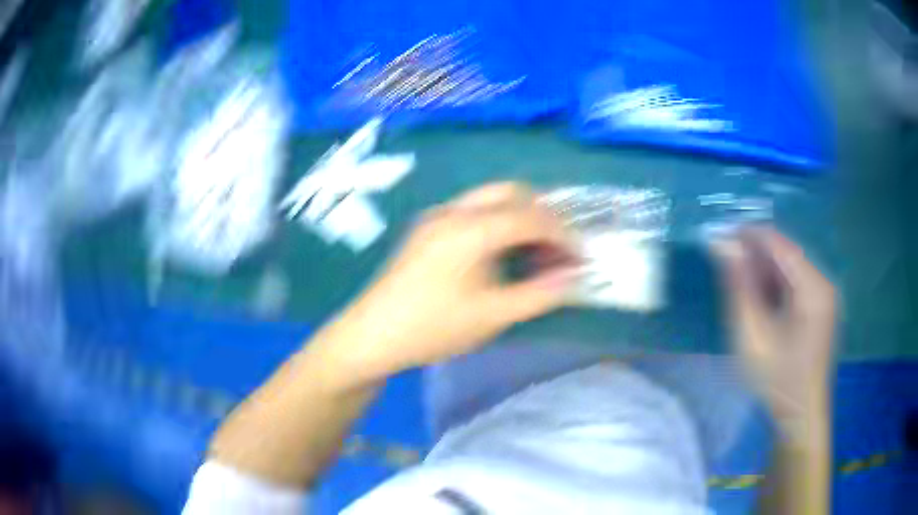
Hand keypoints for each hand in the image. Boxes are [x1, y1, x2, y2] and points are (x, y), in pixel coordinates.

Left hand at [317, 183, 576, 384]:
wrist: (371, 335)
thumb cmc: (433, 328)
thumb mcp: (493, 316)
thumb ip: (539, 294)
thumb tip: (575, 276)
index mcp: (472, 228)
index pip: (531, 217)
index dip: (562, 234)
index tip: (580, 257)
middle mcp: (454, 211)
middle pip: (511, 193)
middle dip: (542, 215)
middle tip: (557, 248)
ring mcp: (436, 217)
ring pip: (490, 199)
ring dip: (518, 217)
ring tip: (532, 252)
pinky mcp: (426, 229)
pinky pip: (472, 211)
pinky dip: (496, 222)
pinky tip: (498, 253)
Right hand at [713, 228, 835, 431]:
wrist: (800, 415)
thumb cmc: (776, 380)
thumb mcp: (752, 335)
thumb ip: (739, 287)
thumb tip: (723, 244)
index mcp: (813, 287)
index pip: (780, 244)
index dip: (750, 235)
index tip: (721, 235)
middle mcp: (823, 283)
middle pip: (787, 254)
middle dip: (756, 254)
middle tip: (726, 263)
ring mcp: (824, 295)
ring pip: (790, 268)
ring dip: (764, 270)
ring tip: (739, 283)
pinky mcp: (821, 307)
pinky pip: (796, 284)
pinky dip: (775, 285)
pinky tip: (760, 299)